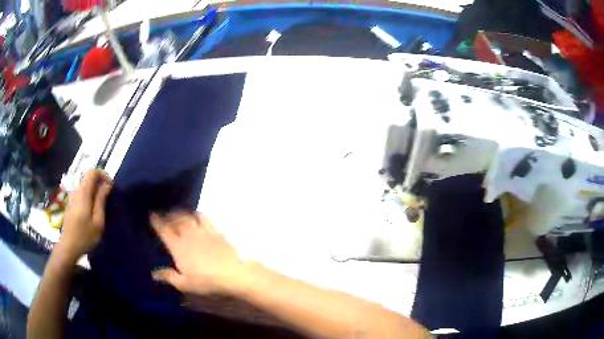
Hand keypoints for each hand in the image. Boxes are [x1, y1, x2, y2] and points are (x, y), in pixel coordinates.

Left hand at [58, 170, 112, 261]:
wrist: (68, 247)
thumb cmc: (85, 236)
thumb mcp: (98, 221)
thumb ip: (101, 200)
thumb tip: (107, 185)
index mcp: (83, 192)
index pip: (93, 172)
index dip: (103, 175)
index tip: (111, 187)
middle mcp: (76, 190)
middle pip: (89, 177)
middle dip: (100, 183)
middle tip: (108, 197)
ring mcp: (72, 196)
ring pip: (85, 185)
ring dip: (94, 189)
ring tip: (101, 204)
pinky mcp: (70, 202)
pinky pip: (81, 192)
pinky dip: (89, 195)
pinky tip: (92, 210)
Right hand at [150, 212, 247, 294]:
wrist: (234, 273)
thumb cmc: (207, 281)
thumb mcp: (185, 284)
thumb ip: (169, 277)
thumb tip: (154, 273)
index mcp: (178, 247)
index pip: (164, 230)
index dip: (157, 221)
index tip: (152, 214)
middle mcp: (189, 235)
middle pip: (176, 220)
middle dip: (168, 215)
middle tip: (164, 214)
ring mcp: (203, 231)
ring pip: (189, 216)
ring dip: (181, 213)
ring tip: (178, 213)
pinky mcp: (216, 231)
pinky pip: (204, 217)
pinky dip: (197, 213)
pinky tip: (197, 215)